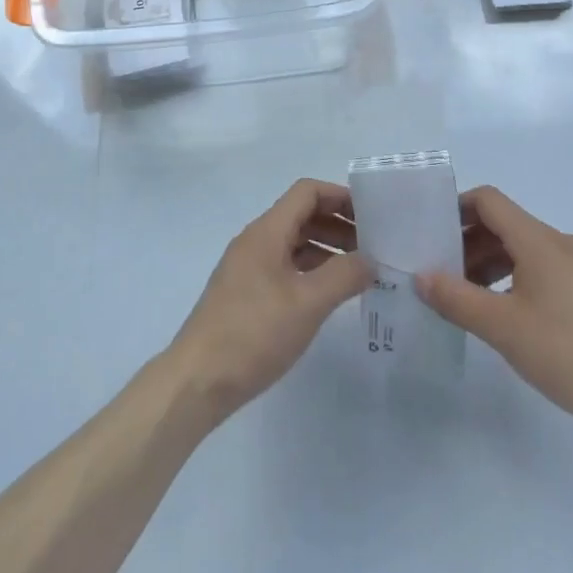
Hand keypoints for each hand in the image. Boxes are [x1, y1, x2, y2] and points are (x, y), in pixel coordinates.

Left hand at [165, 179, 371, 424]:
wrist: (198, 380)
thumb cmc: (254, 333)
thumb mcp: (307, 304)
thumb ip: (344, 276)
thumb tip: (371, 259)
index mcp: (267, 231)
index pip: (307, 192)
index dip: (340, 196)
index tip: (372, 214)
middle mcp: (256, 240)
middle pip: (302, 215)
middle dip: (338, 224)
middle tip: (373, 245)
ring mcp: (248, 267)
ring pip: (294, 242)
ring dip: (327, 248)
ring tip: (359, 271)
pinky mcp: (246, 293)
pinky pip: (285, 266)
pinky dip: (311, 270)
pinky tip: (329, 294)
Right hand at [419, 185, 572, 432]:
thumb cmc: (567, 352)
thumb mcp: (502, 328)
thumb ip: (456, 298)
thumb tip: (421, 276)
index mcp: (539, 240)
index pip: (489, 201)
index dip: (457, 208)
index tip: (432, 231)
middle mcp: (560, 243)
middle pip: (505, 224)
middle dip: (469, 242)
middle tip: (442, 271)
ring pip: (524, 248)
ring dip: (491, 262)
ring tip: (469, 295)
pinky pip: (543, 268)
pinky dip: (515, 276)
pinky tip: (506, 311)